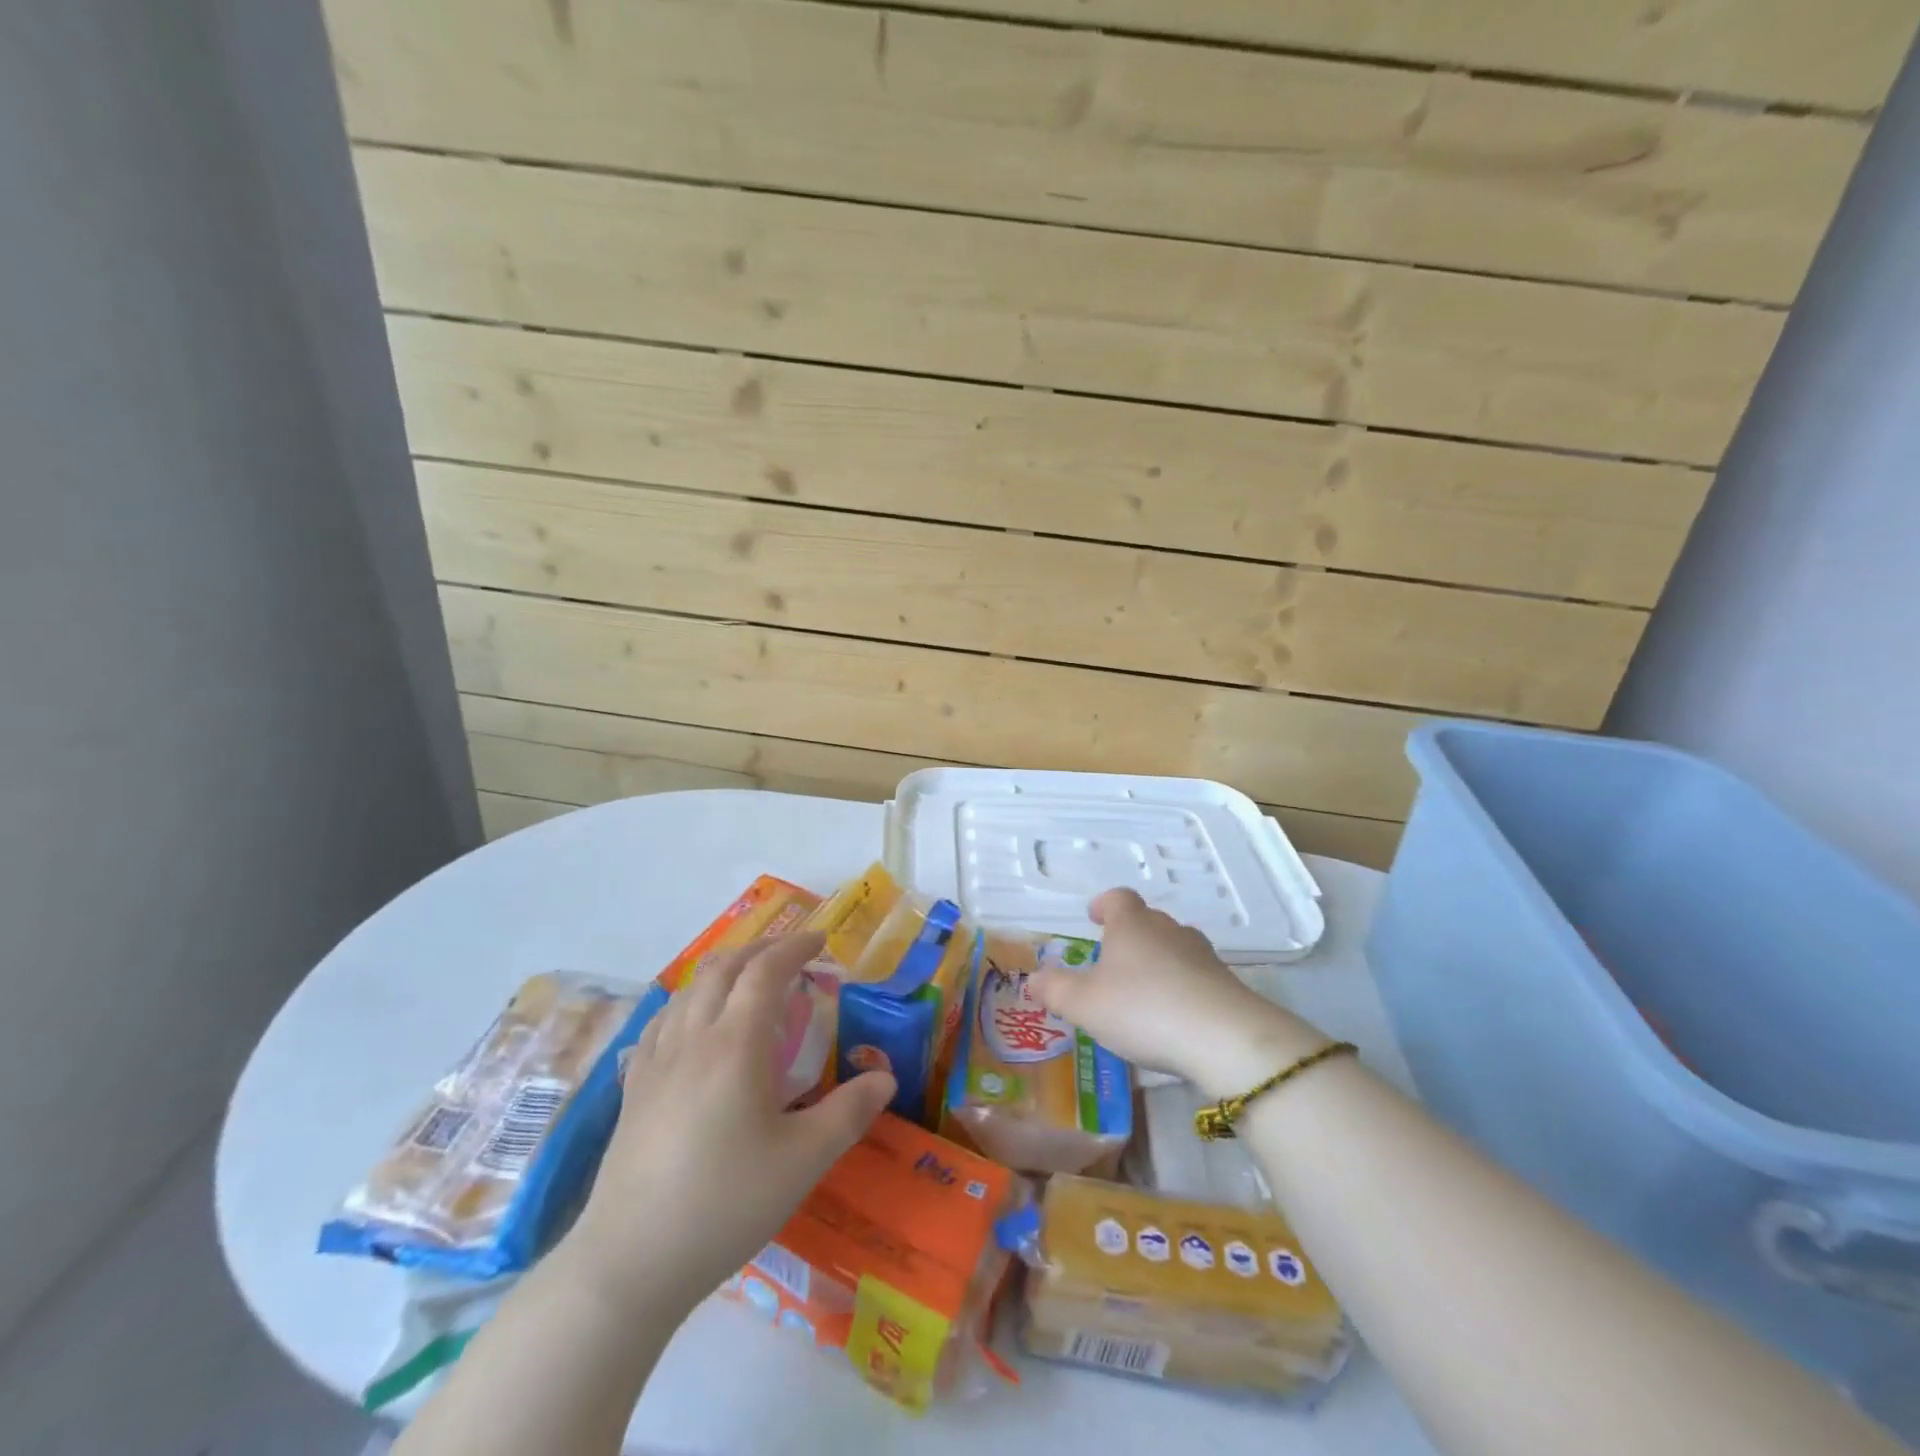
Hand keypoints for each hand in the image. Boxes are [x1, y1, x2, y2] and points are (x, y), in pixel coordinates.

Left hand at [568, 933, 894, 1312]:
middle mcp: (693, 1038)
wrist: (628, 1263)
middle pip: (724, 969)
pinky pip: (662, 1021)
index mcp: (735, 1044)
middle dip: (761, 949)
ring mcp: (656, 1062)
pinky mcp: (633, 1089)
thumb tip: (886, 1077)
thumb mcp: (803, 1161)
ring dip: (725, 971)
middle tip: (792, 954)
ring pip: (689, 990)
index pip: (766, 971)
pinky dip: (689, 1001)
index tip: (821, 941)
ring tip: (749, 981)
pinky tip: (694, 1023)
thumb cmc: (725, 1204)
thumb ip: (849, 1112)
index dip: (795, 947)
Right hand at [1031, 889, 1325, 1096]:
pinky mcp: (1225, 984)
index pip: (1118, 899)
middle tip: (1111, 962)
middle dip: (1129, 937)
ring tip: (1141, 991)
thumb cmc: (1142, 1009)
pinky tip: (1172, 1017)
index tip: (1094, 916)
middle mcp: (1168, 929)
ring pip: (1173, 948)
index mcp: (1132, 924)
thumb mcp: (1084, 1004)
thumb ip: (1055, 989)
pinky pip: (1195, 976)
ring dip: (1157, 962)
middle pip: (1147, 921)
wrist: (1224, 1038)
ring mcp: (1202, 955)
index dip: (1104, 905)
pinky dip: (1181, 988)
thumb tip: (1033, 978)